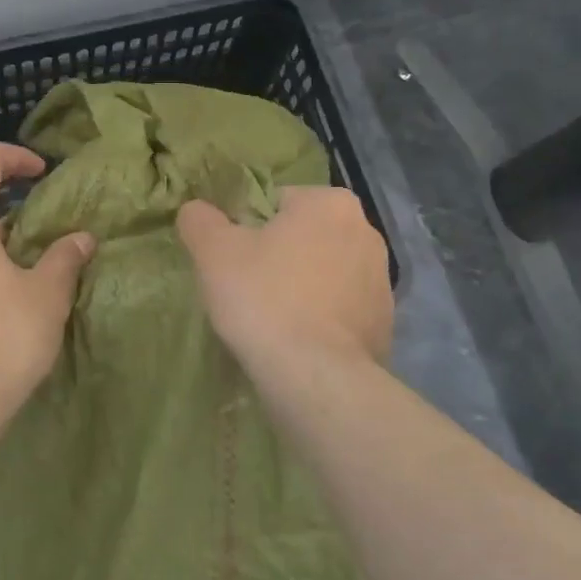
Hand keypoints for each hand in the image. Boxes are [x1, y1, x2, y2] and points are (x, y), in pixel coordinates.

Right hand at [176, 187, 391, 378]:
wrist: (317, 377)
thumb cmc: (264, 298)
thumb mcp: (213, 251)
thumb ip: (200, 219)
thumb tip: (196, 210)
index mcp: (330, 202)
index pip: (277, 202)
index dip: (248, 228)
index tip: (234, 260)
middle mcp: (366, 231)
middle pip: (304, 236)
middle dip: (279, 256)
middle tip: (248, 289)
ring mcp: (382, 280)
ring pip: (325, 272)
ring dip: (302, 286)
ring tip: (272, 319)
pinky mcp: (385, 322)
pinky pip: (341, 309)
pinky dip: (321, 318)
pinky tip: (298, 340)